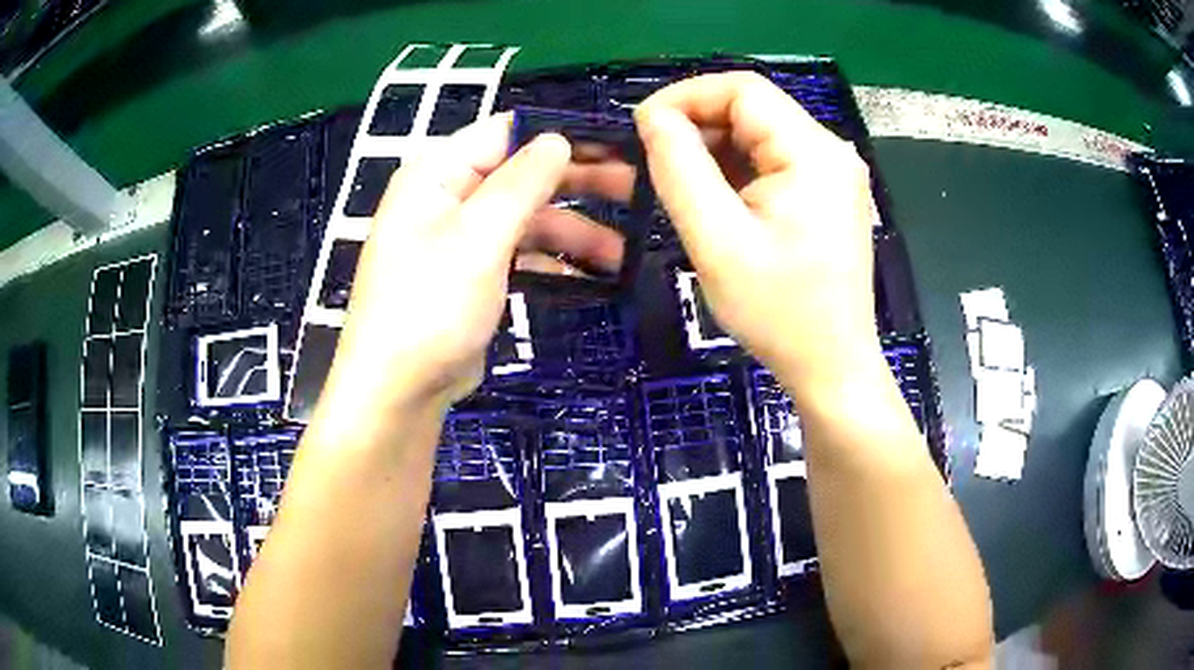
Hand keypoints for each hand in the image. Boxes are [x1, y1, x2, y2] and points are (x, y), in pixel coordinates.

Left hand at [317, 114, 619, 425]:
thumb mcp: (479, 237)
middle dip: (576, 184)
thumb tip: (558, 139)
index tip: (613, 147)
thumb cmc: (431, 305)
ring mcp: (459, 238)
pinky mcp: (471, 275)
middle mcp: (448, 197)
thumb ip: (521, 183)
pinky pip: (517, 255)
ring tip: (620, 255)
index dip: (558, 136)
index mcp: (438, 173)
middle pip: (520, 175)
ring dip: (571, 231)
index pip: (505, 133)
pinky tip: (588, 277)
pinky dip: (550, 262)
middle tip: (634, 192)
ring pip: (525, 219)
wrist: (398, 389)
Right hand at [635, 72, 884, 395]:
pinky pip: (774, 162)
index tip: (643, 129)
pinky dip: (738, 170)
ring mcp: (834, 173)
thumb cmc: (778, 312)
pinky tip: (717, 201)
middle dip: (698, 125)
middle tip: (656, 163)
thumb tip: (654, 116)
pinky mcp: (829, 194)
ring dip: (715, 150)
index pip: (742, 90)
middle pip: (753, 109)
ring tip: (682, 187)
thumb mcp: (716, 240)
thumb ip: (679, 168)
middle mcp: (831, 151)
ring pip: (761, 135)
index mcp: (813, 152)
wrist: (831, 366)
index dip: (686, 97)